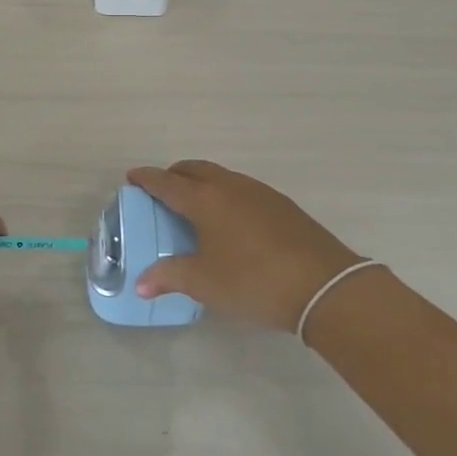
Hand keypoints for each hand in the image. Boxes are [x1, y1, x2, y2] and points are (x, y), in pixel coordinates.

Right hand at [126, 160, 367, 331]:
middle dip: (174, 174)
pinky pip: (242, 188)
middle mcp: (230, 186)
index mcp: (205, 199)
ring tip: (194, 205)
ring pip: (221, 176)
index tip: (132, 176)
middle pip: (194, 169)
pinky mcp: (281, 205)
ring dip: (201, 182)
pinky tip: (230, 220)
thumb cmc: (253, 281)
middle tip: (161, 190)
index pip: (167, 182)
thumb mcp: (205, 283)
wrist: (324, 286)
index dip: (147, 179)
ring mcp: (259, 192)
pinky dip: (225, 194)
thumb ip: (169, 278)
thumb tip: (141, 284)